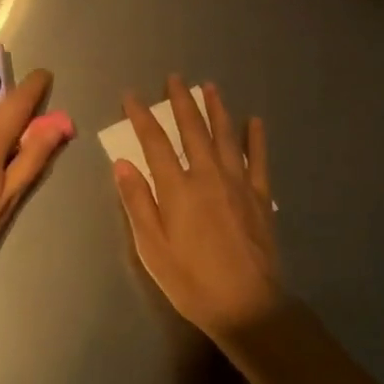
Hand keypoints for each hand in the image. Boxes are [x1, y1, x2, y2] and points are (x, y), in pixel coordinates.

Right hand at [113, 76, 283, 339]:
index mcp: (177, 189)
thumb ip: (138, 202)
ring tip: (209, 87)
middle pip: (192, 130)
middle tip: (174, 78)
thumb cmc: (191, 280)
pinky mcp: (260, 197)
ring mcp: (238, 184)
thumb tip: (122, 164)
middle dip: (180, 102)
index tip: (131, 96)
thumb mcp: (152, 248)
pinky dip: (256, 138)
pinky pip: (258, 159)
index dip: (141, 117)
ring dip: (216, 109)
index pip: (154, 143)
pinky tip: (254, 121)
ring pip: (226, 136)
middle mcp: (208, 176)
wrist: (246, 305)